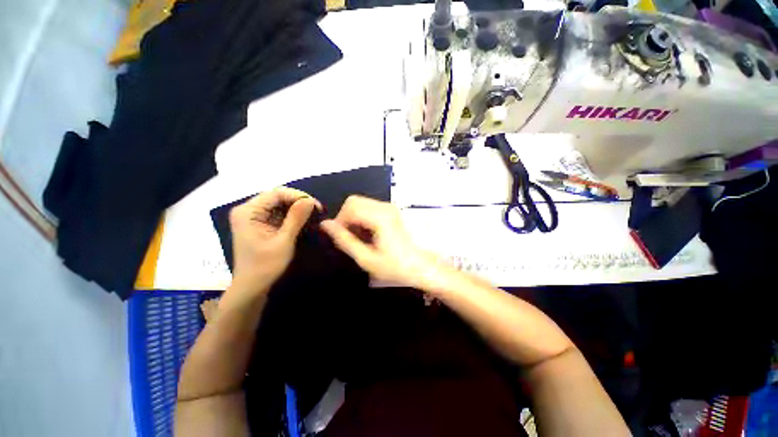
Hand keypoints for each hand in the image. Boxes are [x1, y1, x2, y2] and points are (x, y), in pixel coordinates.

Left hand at [229, 187, 320, 294]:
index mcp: (248, 212)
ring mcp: (253, 216)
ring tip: (313, 214)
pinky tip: (303, 219)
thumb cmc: (266, 266)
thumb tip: (310, 200)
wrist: (252, 287)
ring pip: (279, 203)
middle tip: (316, 210)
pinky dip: (292, 214)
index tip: (316, 205)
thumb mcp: (284, 241)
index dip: (298, 196)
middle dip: (298, 201)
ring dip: (297, 207)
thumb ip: (296, 218)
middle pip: (277, 196)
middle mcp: (248, 210)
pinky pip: (278, 212)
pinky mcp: (259, 223)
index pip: (276, 193)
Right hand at [320, 195, 435, 287]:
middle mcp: (385, 206)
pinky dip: (363, 219)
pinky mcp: (392, 211)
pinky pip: (369, 208)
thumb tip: (325, 225)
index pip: (349, 207)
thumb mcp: (366, 258)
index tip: (341, 239)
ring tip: (360, 239)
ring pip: (361, 204)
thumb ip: (344, 240)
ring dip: (354, 219)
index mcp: (380, 216)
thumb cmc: (395, 266)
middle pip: (354, 201)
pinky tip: (368, 235)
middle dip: (346, 219)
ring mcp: (390, 207)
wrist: (421, 267)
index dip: (339, 222)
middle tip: (350, 239)